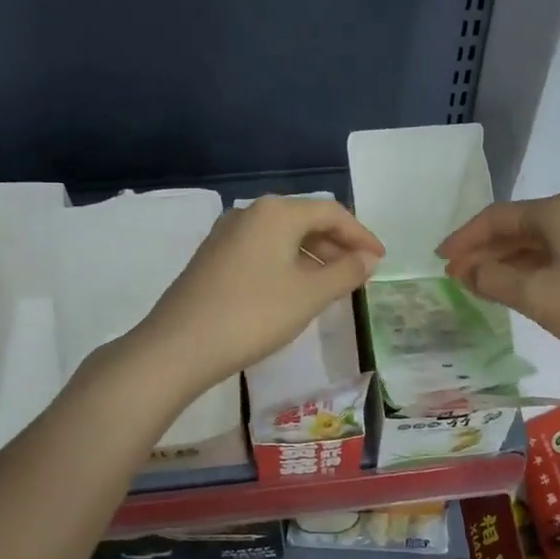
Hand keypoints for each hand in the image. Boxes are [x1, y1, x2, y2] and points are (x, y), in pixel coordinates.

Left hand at [136, 196, 383, 394]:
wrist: (179, 346)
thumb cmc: (254, 314)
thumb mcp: (309, 295)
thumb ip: (345, 273)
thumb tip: (368, 259)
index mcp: (276, 212)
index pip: (331, 213)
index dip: (360, 234)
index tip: (380, 259)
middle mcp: (250, 213)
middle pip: (305, 220)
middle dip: (336, 245)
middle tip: (360, 272)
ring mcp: (227, 234)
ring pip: (282, 237)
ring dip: (312, 256)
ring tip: (332, 285)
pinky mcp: (213, 257)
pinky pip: (262, 250)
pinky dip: (287, 264)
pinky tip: (294, 290)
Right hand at [437, 193, 559, 377]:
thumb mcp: (536, 295)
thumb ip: (494, 280)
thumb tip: (469, 271)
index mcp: (557, 212)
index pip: (496, 217)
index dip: (464, 238)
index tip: (441, 260)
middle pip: (518, 227)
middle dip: (485, 251)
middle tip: (458, 277)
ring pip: (540, 244)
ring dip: (508, 263)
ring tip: (483, 287)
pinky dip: (534, 270)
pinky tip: (524, 291)